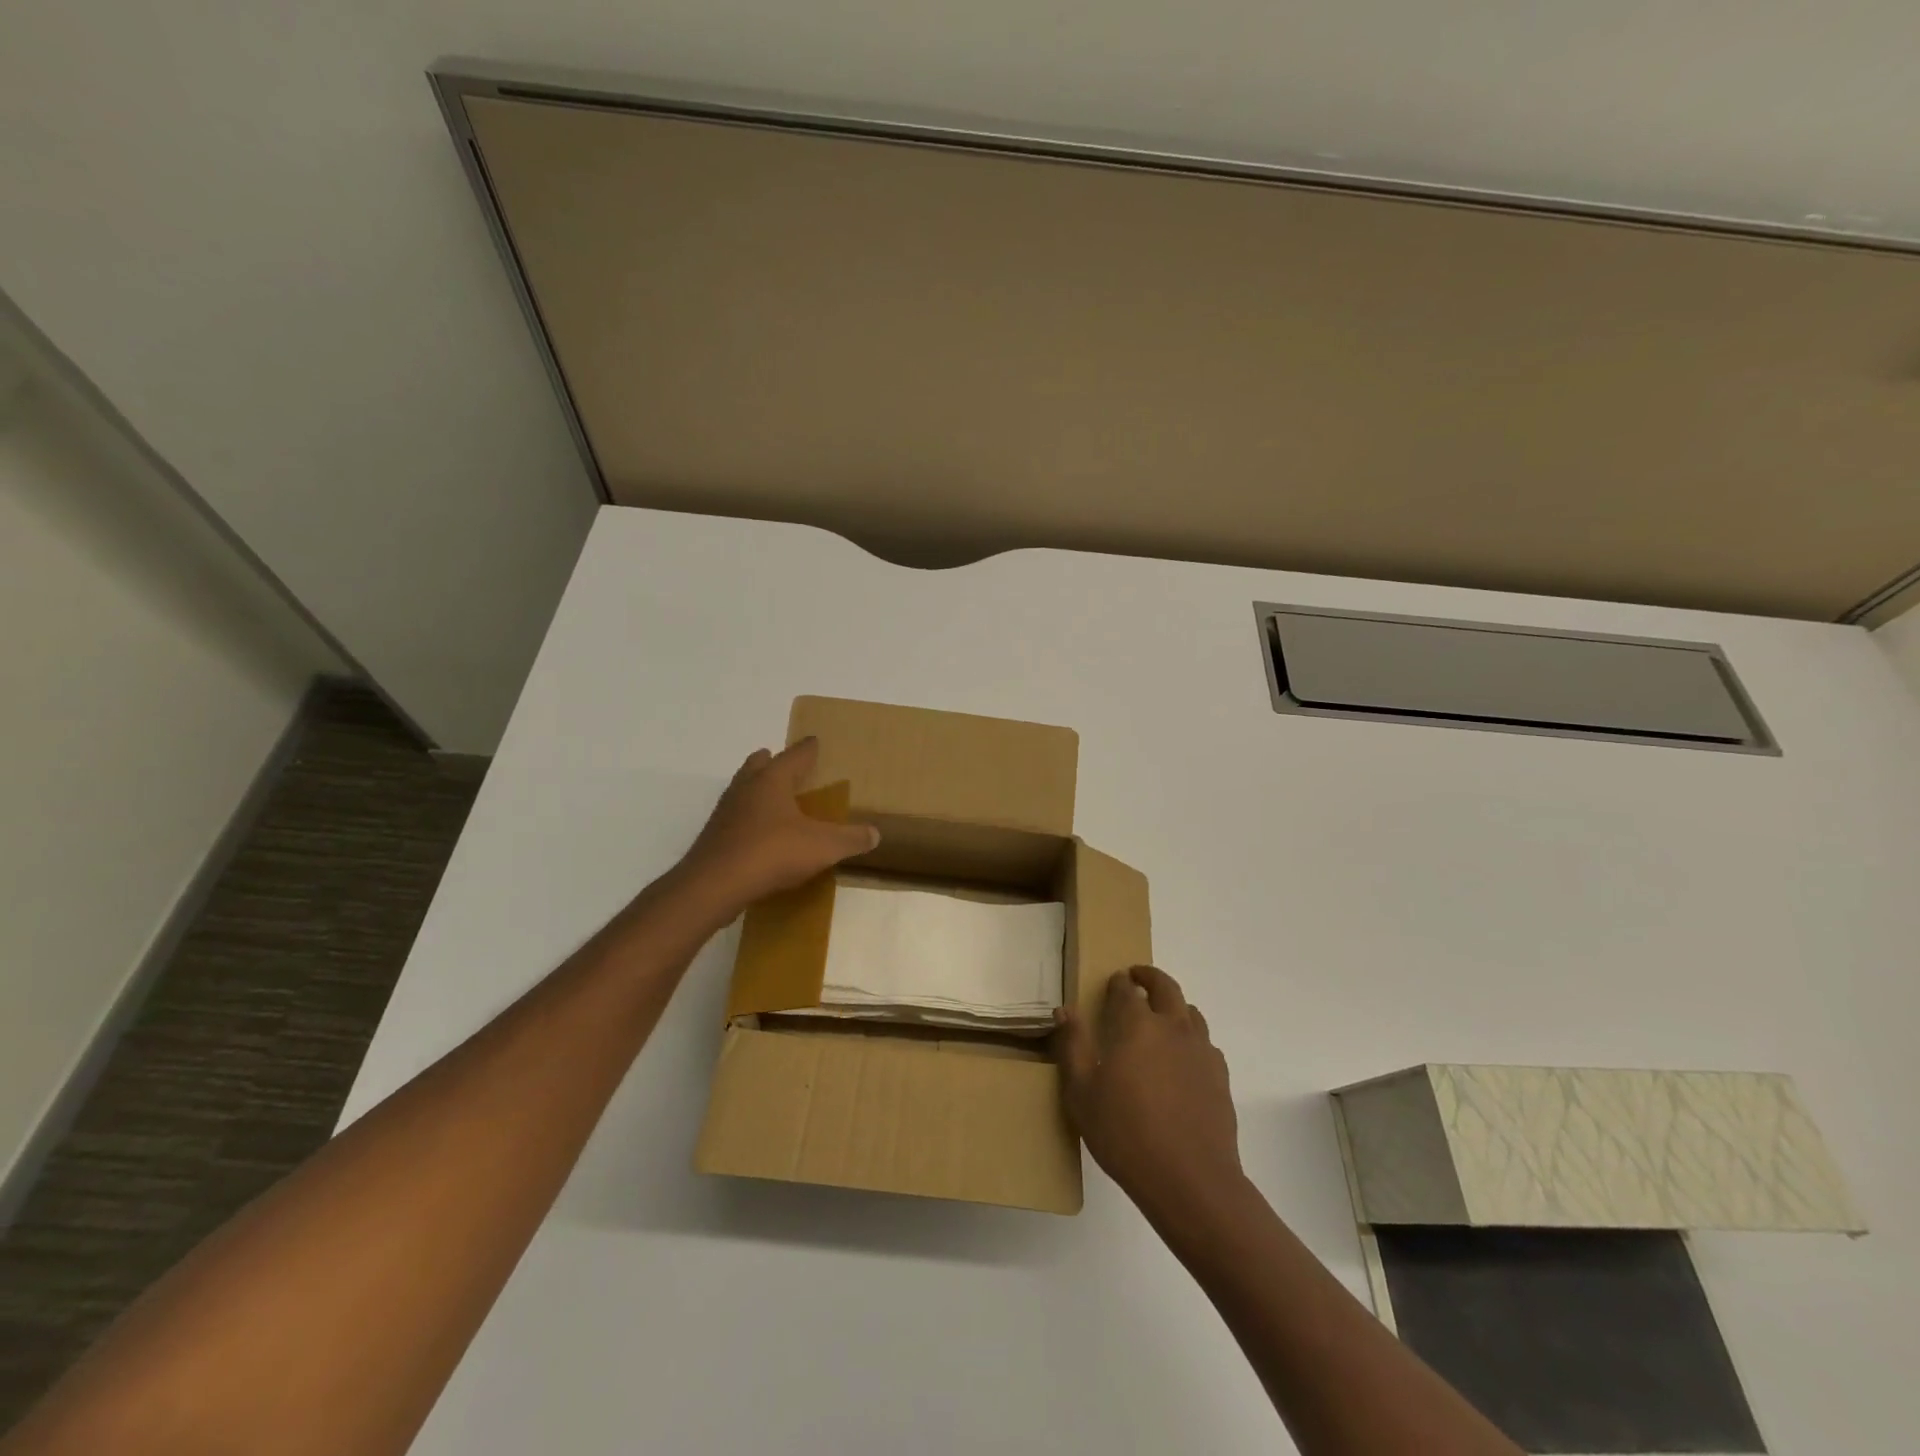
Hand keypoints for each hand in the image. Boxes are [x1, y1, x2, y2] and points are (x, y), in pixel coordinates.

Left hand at [679, 738, 879, 915]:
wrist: (715, 885)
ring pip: (743, 790)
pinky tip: (759, 835)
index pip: (794, 755)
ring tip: (773, 799)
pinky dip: (748, 819)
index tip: (814, 741)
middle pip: (758, 765)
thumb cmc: (772, 853)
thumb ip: (850, 839)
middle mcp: (746, 788)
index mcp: (772, 780)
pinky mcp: (714, 838)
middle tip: (785, 764)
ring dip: (757, 789)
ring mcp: (725, 812)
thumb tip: (875, 834)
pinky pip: (735, 818)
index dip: (807, 749)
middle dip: (772, 762)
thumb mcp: (823, 847)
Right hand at [1055, 965, 1242, 1219]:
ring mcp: (1201, 1051)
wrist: (1190, 1180)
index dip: (1119, 982)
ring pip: (1190, 1012)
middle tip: (1138, 978)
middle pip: (1166, 988)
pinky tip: (1182, 1059)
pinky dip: (1192, 1038)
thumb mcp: (1082, 1092)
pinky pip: (1205, 1043)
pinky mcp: (1219, 1077)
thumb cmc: (1125, 1133)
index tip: (1113, 982)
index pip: (1127, 989)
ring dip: (1174, 1005)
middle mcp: (1172, 1027)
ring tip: (1161, 1016)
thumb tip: (1065, 1010)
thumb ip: (1072, 1046)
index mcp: (1137, 1025)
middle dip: (1150, 977)